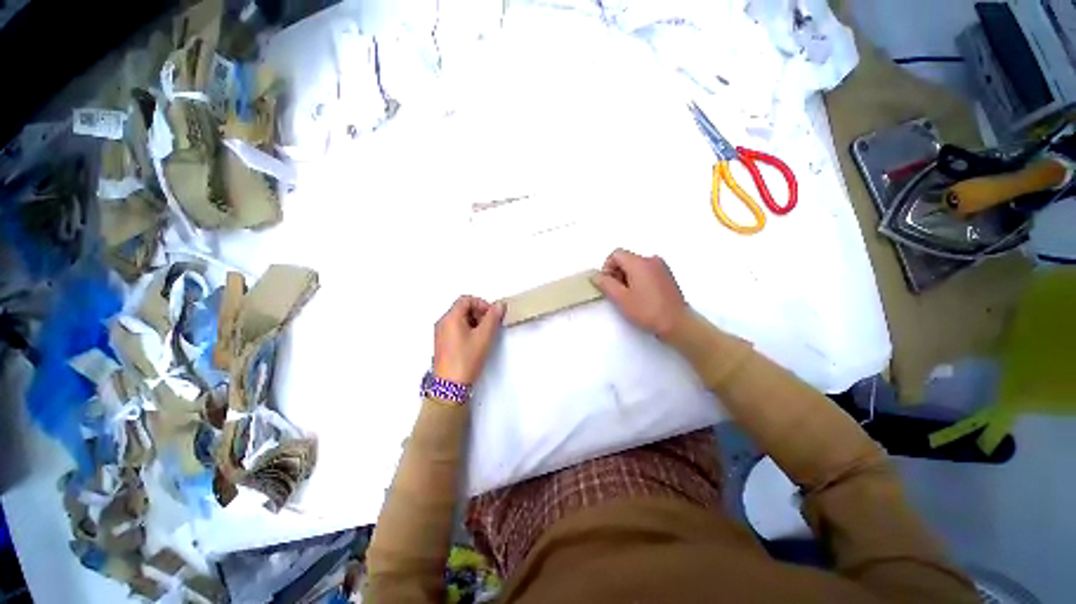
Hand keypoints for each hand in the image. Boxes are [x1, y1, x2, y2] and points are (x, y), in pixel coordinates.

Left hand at [433, 296, 504, 383]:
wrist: (450, 385)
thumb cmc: (465, 360)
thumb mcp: (484, 337)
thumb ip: (493, 318)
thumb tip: (499, 306)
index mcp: (450, 318)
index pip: (466, 299)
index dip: (482, 303)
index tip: (491, 314)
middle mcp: (443, 323)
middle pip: (462, 308)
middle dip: (479, 313)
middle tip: (490, 324)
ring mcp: (441, 333)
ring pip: (460, 319)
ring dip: (474, 321)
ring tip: (484, 335)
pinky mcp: (443, 343)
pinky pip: (456, 328)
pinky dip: (467, 330)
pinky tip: (475, 342)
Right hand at [591, 248, 687, 338]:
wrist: (676, 322)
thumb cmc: (647, 311)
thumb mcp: (621, 298)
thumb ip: (606, 284)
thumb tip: (597, 276)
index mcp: (639, 263)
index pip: (616, 254)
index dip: (607, 267)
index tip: (608, 284)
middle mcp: (651, 260)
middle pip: (626, 259)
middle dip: (617, 273)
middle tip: (617, 292)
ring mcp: (661, 267)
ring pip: (636, 265)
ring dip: (627, 277)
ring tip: (629, 296)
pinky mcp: (666, 275)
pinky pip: (646, 270)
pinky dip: (638, 279)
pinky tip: (641, 296)